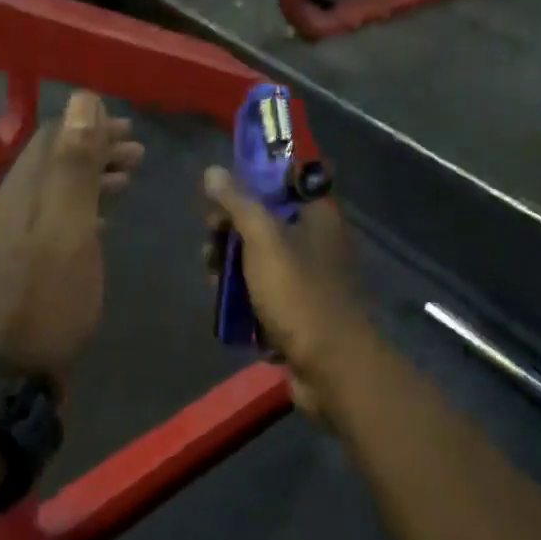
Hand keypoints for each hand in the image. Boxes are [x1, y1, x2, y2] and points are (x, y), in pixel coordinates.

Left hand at [0, 92, 143, 390]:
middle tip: (139, 153)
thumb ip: (75, 165)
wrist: (12, 374)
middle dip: (94, 150)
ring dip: (92, 178)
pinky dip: (84, 208)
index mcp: (19, 193)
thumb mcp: (69, 227)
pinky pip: (56, 219)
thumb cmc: (49, 298)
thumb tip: (82, 100)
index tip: (130, 129)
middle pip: (52, 163)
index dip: (89, 126)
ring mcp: (14, 240)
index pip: (50, 139)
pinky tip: (104, 220)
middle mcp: (11, 209)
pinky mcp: (24, 266)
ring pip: (56, 191)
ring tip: (129, 178)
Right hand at [203, 163, 379, 416]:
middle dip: (231, 232)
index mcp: (318, 216)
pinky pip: (266, 292)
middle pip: (266, 222)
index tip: (218, 201)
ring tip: (212, 280)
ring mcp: (310, 278)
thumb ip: (238, 204)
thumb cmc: (299, 294)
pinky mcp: (301, 310)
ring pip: (261, 259)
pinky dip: (246, 295)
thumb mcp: (264, 241)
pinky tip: (227, 304)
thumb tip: (212, 171)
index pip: (281, 183)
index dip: (248, 186)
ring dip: (232, 266)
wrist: (331, 368)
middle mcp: (318, 241)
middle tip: (209, 248)